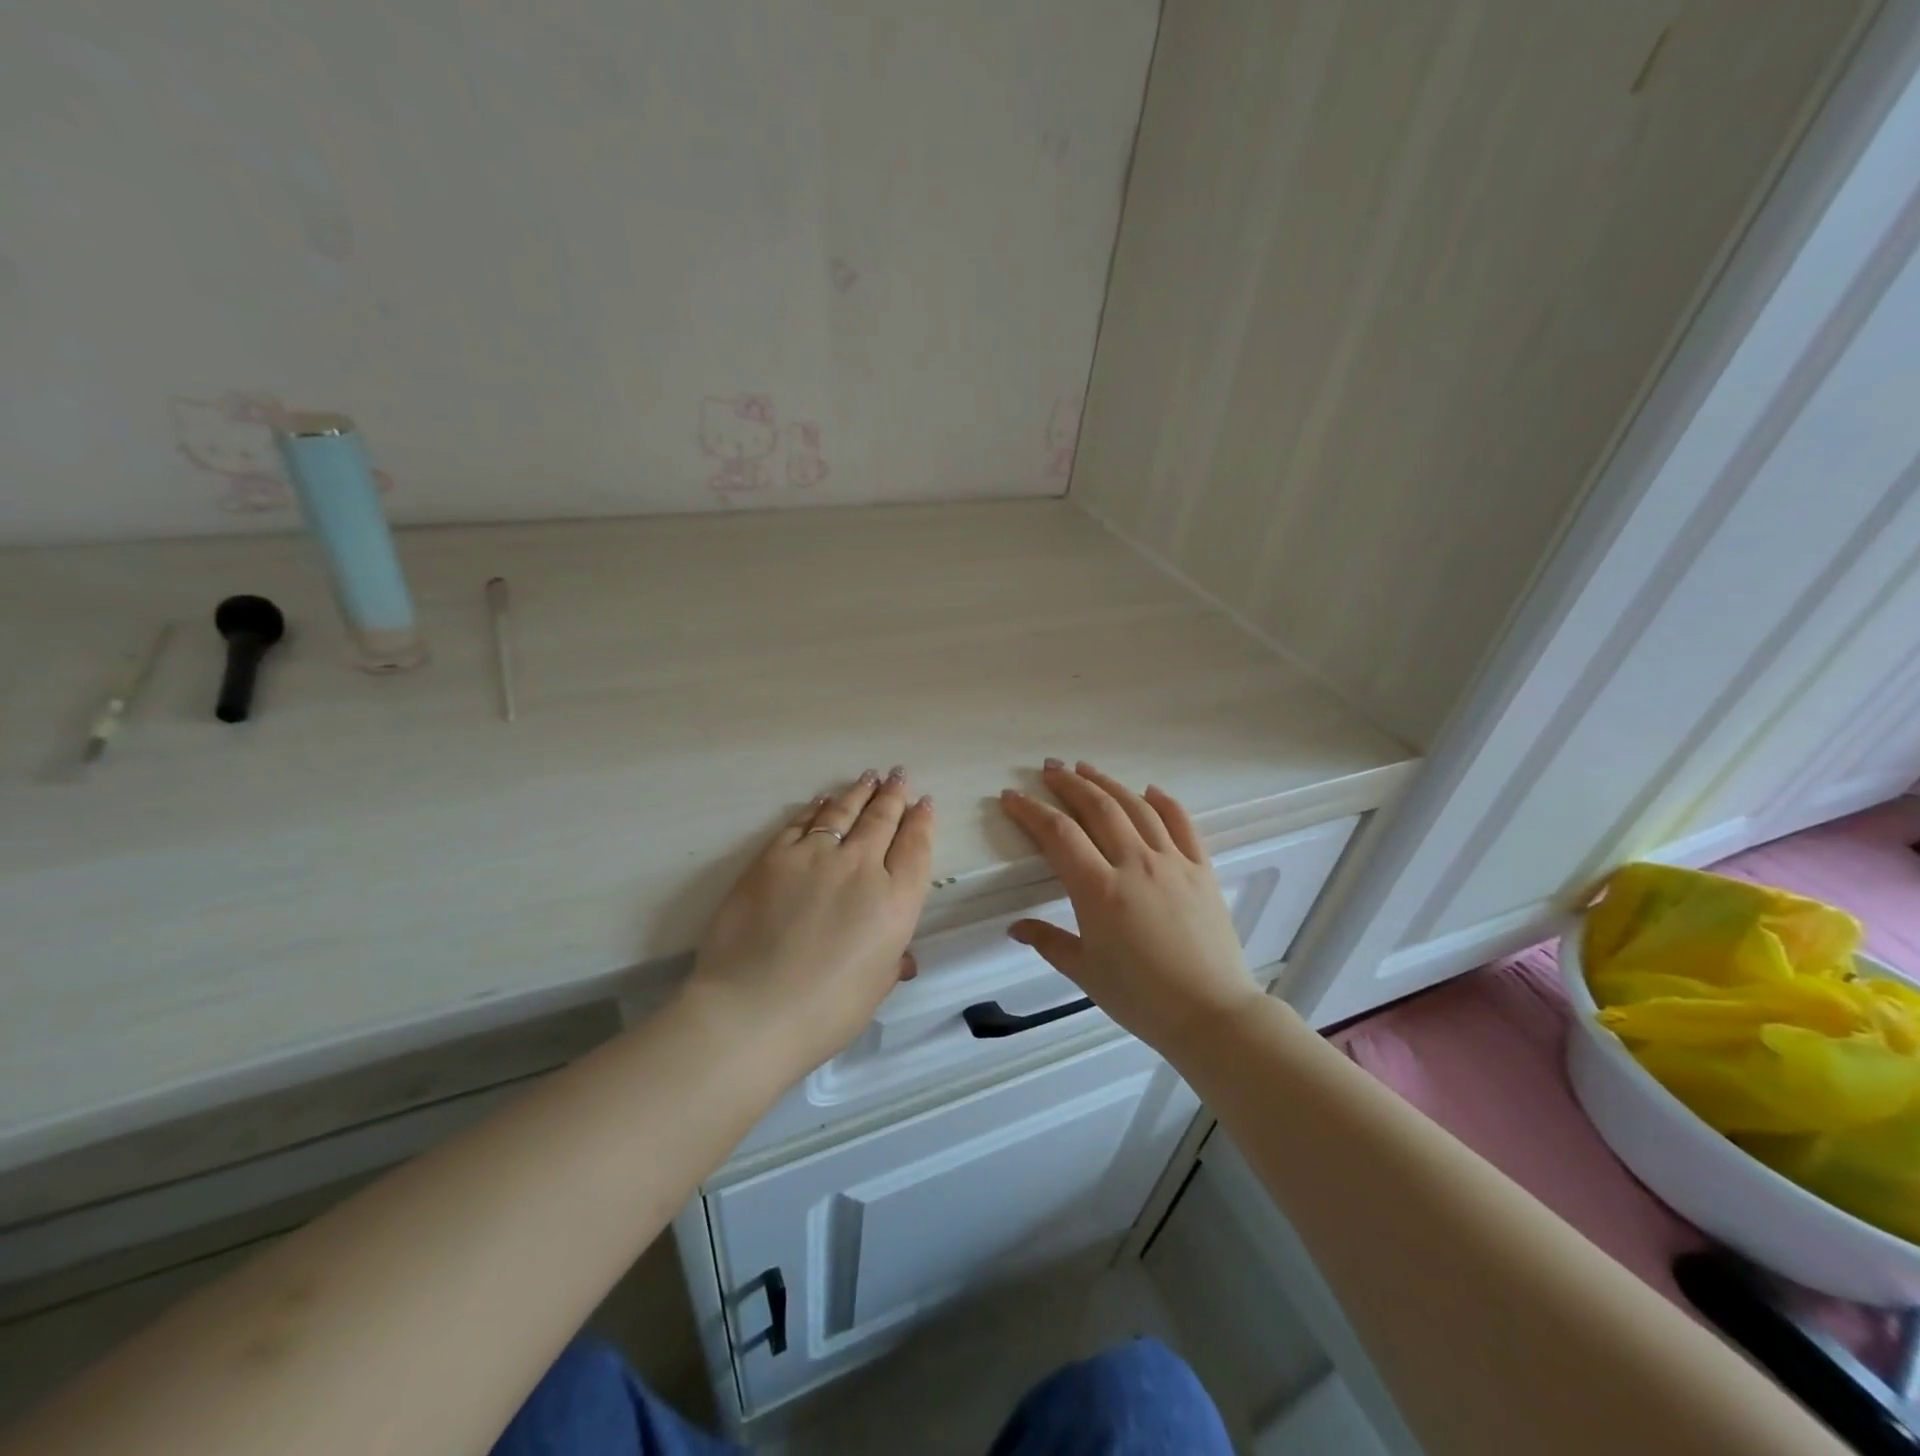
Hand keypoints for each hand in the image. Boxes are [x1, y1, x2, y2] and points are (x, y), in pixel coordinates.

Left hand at [683, 768, 934, 1077]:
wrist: (752, 1010)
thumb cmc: (824, 1012)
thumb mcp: (874, 989)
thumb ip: (891, 962)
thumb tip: (902, 958)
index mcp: (896, 901)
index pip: (916, 848)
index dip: (922, 821)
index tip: (924, 802)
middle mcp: (862, 867)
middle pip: (882, 820)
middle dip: (893, 795)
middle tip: (898, 775)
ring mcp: (815, 856)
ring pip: (843, 812)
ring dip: (858, 792)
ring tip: (868, 777)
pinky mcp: (773, 857)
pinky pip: (800, 823)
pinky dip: (816, 809)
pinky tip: (822, 801)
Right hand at [999, 761, 1261, 1059]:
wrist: (1211, 1014)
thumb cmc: (1141, 998)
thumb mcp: (1085, 972)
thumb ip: (1048, 942)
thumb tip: (1015, 927)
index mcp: (1099, 889)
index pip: (1058, 834)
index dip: (1030, 811)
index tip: (1011, 796)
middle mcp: (1135, 864)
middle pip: (1097, 808)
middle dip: (1069, 784)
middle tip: (1049, 768)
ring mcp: (1173, 862)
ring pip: (1136, 808)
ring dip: (1108, 783)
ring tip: (1086, 768)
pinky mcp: (1202, 870)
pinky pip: (1183, 824)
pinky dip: (1164, 802)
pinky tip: (1150, 790)